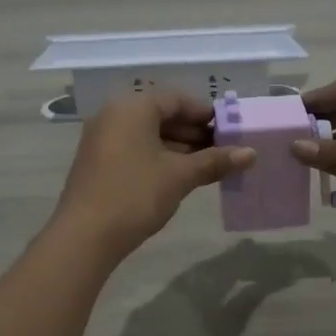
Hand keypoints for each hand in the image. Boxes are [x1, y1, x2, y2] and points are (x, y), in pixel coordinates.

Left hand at [52, 89, 253, 257]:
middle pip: (161, 115)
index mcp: (132, 108)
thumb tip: (250, 153)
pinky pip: (134, 148)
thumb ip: (215, 161)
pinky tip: (179, 176)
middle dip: (194, 132)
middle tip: (223, 150)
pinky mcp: (97, 162)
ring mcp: (102, 139)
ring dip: (178, 147)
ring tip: (208, 166)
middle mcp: (113, 115)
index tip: (230, 130)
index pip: (176, 99)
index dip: (205, 113)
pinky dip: (158, 157)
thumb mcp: (179, 176)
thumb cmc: (135, 195)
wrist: (85, 236)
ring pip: (148, 134)